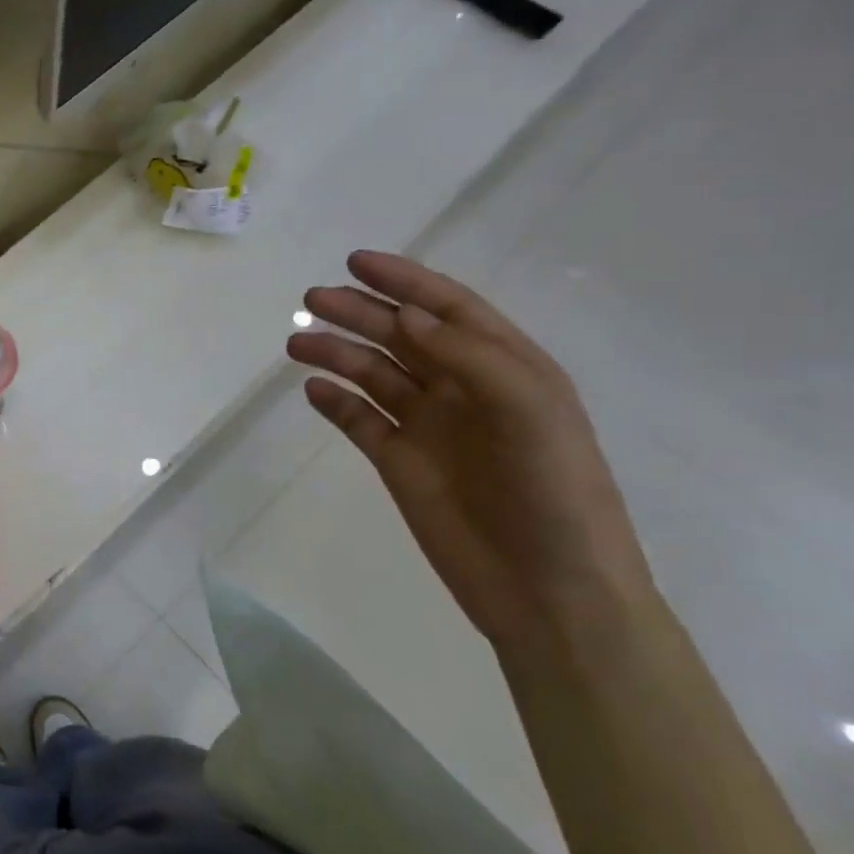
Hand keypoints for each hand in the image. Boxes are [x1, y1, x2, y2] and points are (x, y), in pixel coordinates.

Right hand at [287, 251, 657, 650]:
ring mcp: (427, 427)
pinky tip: (313, 390)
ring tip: (297, 344)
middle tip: (312, 300)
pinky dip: (334, 402)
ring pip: (372, 374)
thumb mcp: (530, 412)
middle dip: (358, 312)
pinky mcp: (398, 462)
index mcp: (505, 368)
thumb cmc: (555, 494)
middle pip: (400, 336)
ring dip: (337, 353)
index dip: (405, 281)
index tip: (356, 262)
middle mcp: (462, 389)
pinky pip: (358, 420)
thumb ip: (469, 357)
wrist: (549, 591)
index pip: (448, 310)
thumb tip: (405, 316)